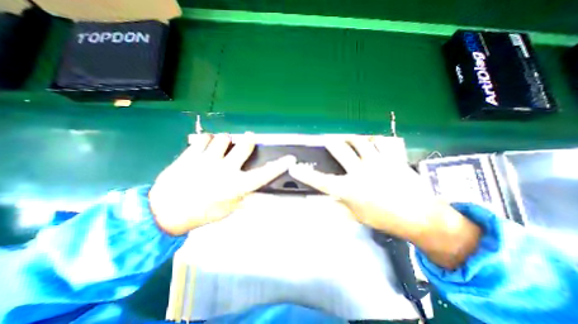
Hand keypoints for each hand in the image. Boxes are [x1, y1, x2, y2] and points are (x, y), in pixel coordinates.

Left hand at [149, 134, 294, 235]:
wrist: (164, 211)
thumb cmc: (201, 212)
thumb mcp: (229, 210)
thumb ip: (248, 200)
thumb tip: (264, 196)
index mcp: (236, 186)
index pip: (264, 174)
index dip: (279, 166)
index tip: (290, 158)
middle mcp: (225, 170)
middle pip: (245, 145)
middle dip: (248, 140)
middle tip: (248, 139)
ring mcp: (207, 160)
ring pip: (224, 138)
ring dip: (225, 142)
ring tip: (220, 148)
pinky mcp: (190, 154)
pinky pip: (204, 138)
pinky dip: (207, 140)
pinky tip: (204, 148)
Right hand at [288, 135, 483, 269]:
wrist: (419, 216)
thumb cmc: (384, 218)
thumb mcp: (356, 216)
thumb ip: (336, 208)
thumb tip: (319, 205)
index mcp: (348, 189)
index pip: (320, 180)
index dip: (305, 174)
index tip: (294, 168)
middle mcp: (359, 172)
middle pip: (339, 150)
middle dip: (330, 142)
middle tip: (326, 139)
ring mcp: (376, 162)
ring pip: (359, 141)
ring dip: (350, 138)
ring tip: (347, 138)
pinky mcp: (392, 158)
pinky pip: (380, 142)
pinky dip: (374, 140)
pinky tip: (371, 142)